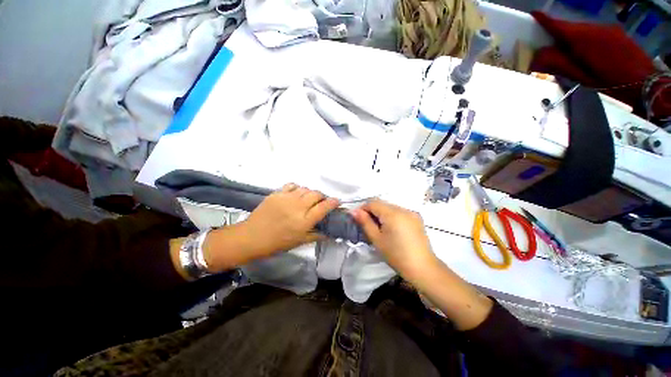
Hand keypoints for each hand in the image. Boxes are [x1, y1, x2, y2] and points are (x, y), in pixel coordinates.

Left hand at [201, 183, 339, 271]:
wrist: (252, 237)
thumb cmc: (277, 242)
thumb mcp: (299, 242)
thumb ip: (316, 235)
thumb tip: (330, 233)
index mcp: (304, 221)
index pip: (324, 207)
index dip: (333, 202)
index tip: (337, 201)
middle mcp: (297, 207)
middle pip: (316, 194)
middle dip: (322, 196)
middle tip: (320, 202)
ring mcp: (286, 198)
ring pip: (305, 188)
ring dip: (309, 193)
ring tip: (307, 199)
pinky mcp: (276, 193)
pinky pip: (292, 185)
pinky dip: (297, 188)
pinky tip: (295, 194)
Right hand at [352, 200, 492, 329]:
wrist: (423, 268)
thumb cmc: (396, 255)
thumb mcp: (377, 239)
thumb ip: (365, 222)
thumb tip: (354, 211)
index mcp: (393, 213)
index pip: (373, 203)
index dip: (363, 208)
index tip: (358, 218)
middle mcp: (403, 209)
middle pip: (382, 204)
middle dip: (372, 211)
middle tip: (367, 225)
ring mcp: (412, 213)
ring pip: (390, 207)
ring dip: (382, 214)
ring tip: (379, 228)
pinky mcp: (417, 218)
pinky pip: (399, 212)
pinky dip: (392, 216)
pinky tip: (391, 228)